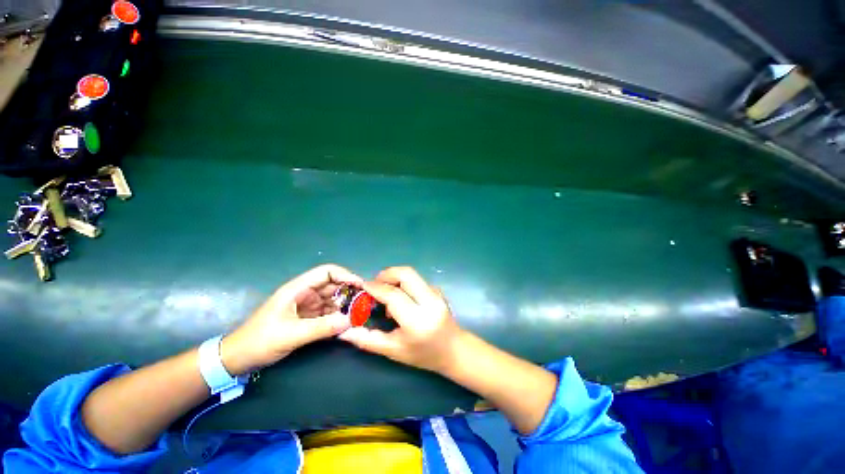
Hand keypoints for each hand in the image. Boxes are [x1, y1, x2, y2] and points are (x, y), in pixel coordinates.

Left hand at [221, 264, 362, 374]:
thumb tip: (350, 320)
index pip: (327, 272)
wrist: (238, 359)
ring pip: (332, 300)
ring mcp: (306, 306)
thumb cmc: (260, 341)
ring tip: (359, 314)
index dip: (345, 275)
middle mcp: (304, 294)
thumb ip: (322, 327)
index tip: (361, 286)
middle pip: (333, 285)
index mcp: (298, 288)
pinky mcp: (307, 318)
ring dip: (345, 305)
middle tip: (365, 302)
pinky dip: (338, 317)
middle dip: (349, 291)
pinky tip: (347, 324)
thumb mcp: (291, 334)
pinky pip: (328, 313)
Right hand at [338, 266, 464, 372]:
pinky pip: (416, 280)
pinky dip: (404, 283)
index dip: (376, 288)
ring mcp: (436, 293)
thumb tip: (344, 332)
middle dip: (386, 274)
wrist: (454, 349)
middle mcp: (429, 302)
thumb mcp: (394, 351)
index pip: (393, 295)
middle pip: (406, 274)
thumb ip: (369, 340)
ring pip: (412, 274)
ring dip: (395, 277)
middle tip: (375, 284)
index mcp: (417, 320)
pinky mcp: (437, 290)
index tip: (363, 286)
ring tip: (386, 293)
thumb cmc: (423, 355)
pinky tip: (401, 298)